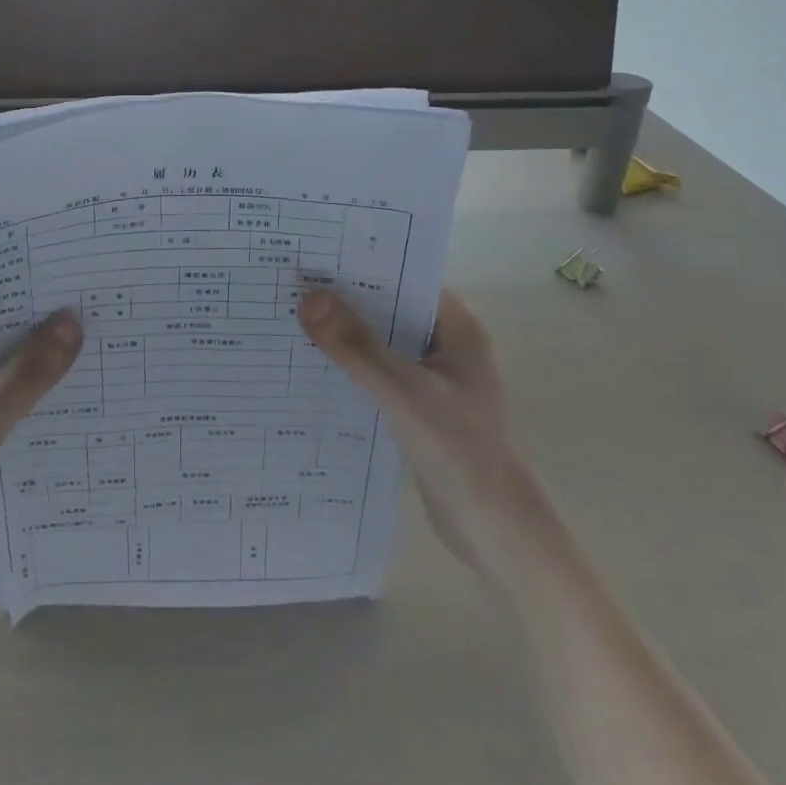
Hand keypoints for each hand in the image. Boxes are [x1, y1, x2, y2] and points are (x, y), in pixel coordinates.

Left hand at [0, 313, 83, 614]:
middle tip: (97, 323)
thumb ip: (25, 375)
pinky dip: (31, 411)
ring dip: (39, 378)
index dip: (27, 305)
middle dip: (40, 341)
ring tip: (97, 358)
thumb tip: (72, 321)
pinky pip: (3, 416)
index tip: (76, 294)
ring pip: (2, 384)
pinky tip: (73, 408)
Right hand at [297, 288, 518, 574]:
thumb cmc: (456, 448)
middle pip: (391, 308)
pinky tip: (317, 366)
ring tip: (295, 319)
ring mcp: (435, 375)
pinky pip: (381, 371)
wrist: (491, 527)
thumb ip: (356, 346)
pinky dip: (354, 366)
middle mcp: (448, 343)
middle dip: (348, 300)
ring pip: (384, 341)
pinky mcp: (421, 404)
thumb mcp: (402, 391)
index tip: (317, 256)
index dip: (364, 266)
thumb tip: (309, 298)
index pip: (406, 278)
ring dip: (348, 334)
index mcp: (458, 327)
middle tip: (294, 285)